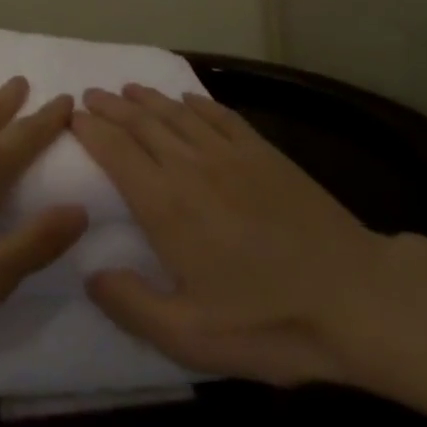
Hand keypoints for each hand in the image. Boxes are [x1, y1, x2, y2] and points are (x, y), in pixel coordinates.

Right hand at [70, 84, 390, 386]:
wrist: (355, 297)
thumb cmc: (269, 322)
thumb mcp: (191, 337)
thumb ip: (132, 305)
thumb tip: (90, 274)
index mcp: (166, 205)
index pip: (116, 152)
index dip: (90, 131)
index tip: (72, 117)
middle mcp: (190, 166)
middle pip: (141, 124)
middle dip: (111, 108)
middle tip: (90, 96)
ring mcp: (229, 154)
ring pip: (176, 113)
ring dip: (147, 98)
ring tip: (126, 90)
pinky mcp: (263, 152)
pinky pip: (218, 115)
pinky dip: (195, 102)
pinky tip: (186, 99)